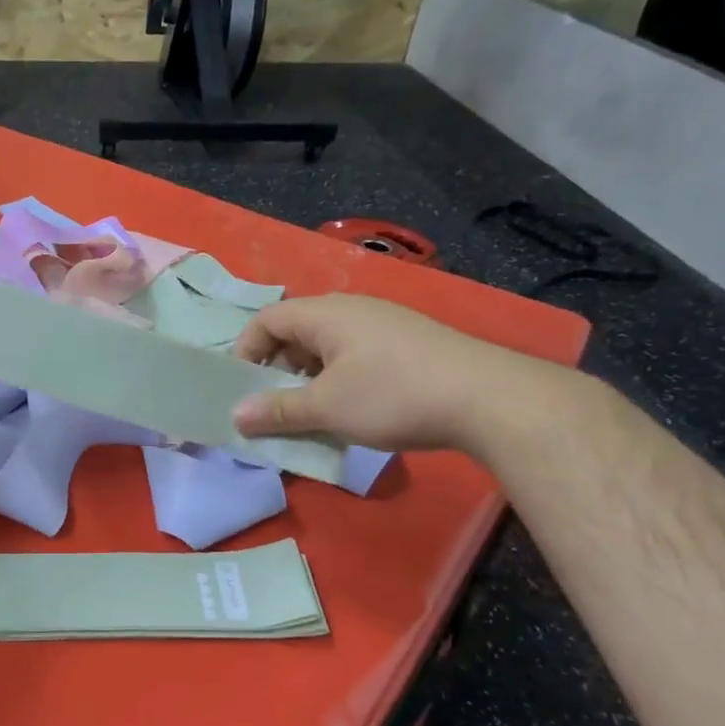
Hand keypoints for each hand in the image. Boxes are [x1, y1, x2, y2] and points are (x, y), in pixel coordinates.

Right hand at [230, 294, 559, 452]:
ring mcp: (385, 324)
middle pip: (296, 332)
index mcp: (325, 314)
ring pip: (327, 347)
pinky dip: (340, 380)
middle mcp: (352, 309)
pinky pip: (356, 355)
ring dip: (310, 379)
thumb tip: (236, 416)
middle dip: (278, 370)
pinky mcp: (409, 343)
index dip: (246, 352)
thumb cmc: (393, 395)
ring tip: (315, 414)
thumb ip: (277, 410)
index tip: (245, 391)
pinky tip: (355, 411)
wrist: (488, 399)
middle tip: (277, 407)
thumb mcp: (326, 408)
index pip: (266, 320)